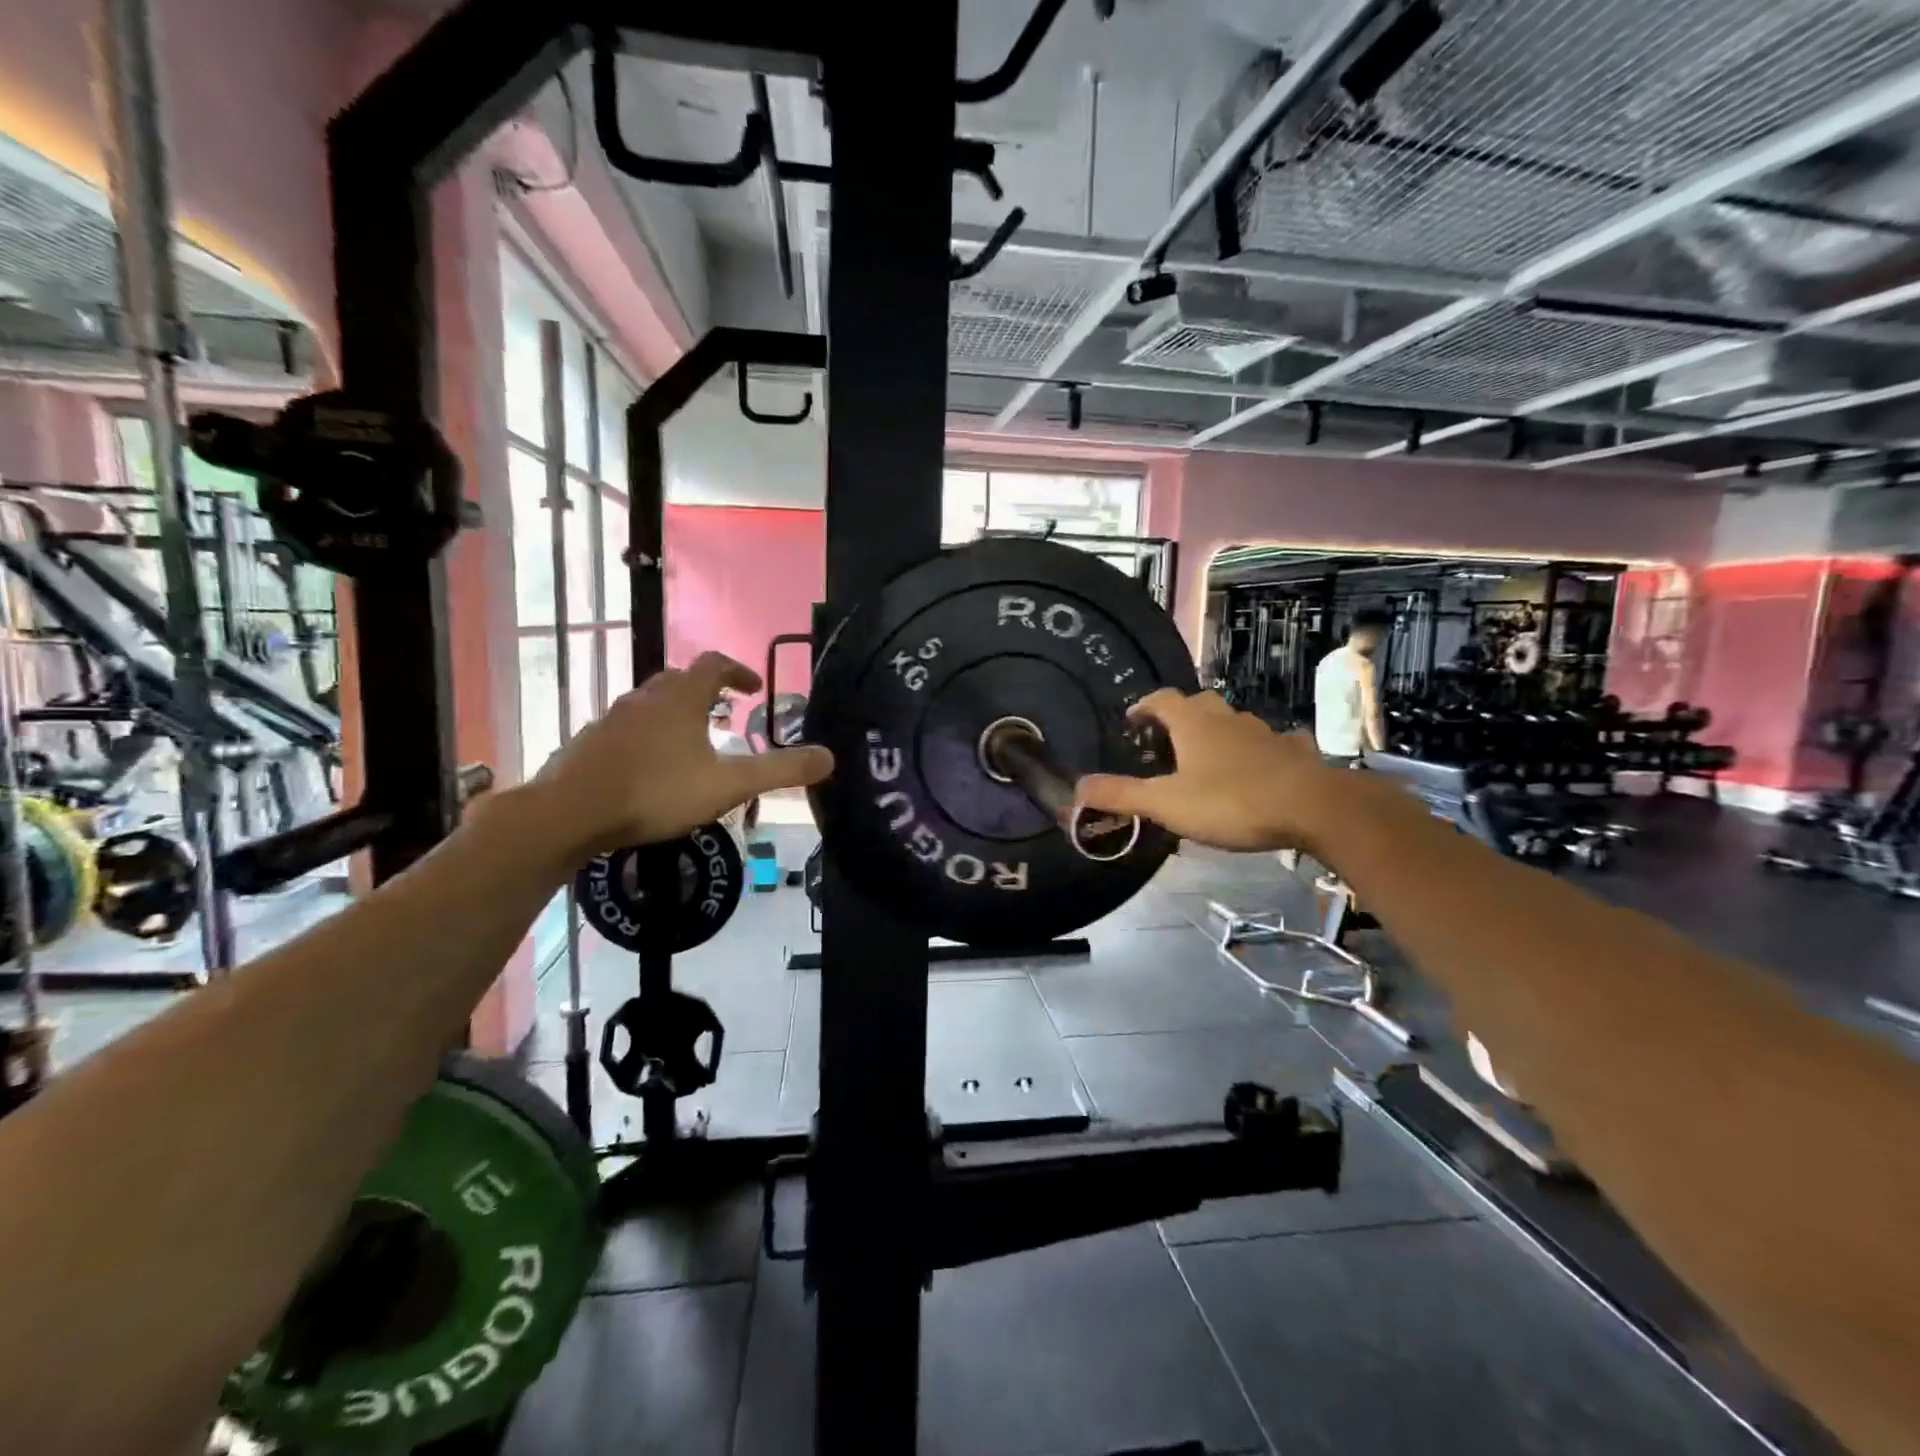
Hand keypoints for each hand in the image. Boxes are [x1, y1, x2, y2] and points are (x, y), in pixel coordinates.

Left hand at [534, 652, 832, 859]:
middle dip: (707, 693)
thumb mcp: (728, 785)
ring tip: (692, 744)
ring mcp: (612, 719)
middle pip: (680, 681)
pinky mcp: (590, 742)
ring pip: (651, 705)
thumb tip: (831, 757)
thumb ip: (780, 771)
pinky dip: (648, 737)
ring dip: (676, 714)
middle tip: (725, 716)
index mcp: (681, 698)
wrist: (570, 813)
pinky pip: (628, 728)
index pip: (714, 664)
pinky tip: (651, 769)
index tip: (754, 690)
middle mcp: (645, 698)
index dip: (738, 671)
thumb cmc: (656, 791)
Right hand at [1075, 689, 1356, 853]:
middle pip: (1199, 704)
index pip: (1161, 699)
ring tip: (1208, 758)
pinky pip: (1270, 744)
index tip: (1132, 720)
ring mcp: (1264, 732)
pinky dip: (1257, 751)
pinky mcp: (1293, 752)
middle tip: (1167, 740)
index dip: (1143, 707)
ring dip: (1218, 733)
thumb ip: (1122, 795)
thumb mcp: (1167, 804)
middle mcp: (1227, 719)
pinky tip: (1258, 769)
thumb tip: (1077, 787)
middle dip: (1181, 716)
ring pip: (1235, 722)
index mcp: (1193, 724)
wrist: (1313, 807)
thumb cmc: (1231, 801)